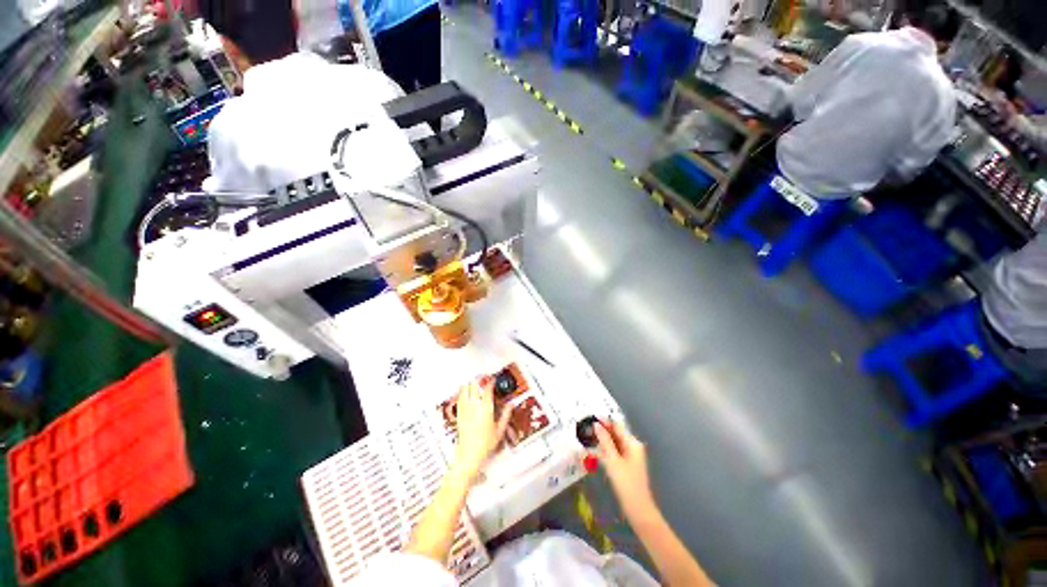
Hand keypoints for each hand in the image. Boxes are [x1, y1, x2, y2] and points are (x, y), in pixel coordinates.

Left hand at [453, 378, 510, 480]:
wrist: (468, 457)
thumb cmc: (485, 446)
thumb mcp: (499, 431)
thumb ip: (505, 416)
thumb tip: (511, 405)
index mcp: (485, 411)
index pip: (487, 391)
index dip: (490, 383)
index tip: (492, 379)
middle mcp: (474, 409)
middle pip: (474, 388)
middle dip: (478, 380)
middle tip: (482, 376)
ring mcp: (465, 411)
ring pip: (465, 391)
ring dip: (470, 383)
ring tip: (474, 379)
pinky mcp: (459, 415)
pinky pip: (459, 399)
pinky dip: (462, 391)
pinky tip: (463, 389)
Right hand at [595, 421, 655, 520]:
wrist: (638, 509)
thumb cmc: (626, 483)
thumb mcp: (613, 460)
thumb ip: (605, 441)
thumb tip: (597, 424)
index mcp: (632, 443)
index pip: (617, 426)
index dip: (604, 420)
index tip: (591, 415)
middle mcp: (632, 447)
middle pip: (615, 434)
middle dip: (602, 429)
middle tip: (586, 425)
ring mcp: (629, 457)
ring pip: (613, 443)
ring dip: (602, 440)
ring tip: (587, 435)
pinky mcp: (625, 465)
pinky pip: (614, 452)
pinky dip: (604, 450)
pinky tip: (593, 450)